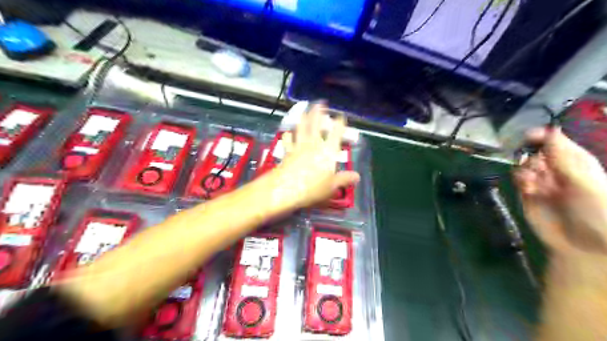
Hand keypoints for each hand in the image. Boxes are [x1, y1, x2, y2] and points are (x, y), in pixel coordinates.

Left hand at [267, 103, 359, 210]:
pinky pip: (288, 141)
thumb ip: (344, 179)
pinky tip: (287, 133)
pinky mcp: (287, 152)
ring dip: (304, 119)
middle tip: (320, 103)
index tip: (341, 116)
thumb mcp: (332, 186)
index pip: (336, 133)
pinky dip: (288, 136)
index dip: (339, 124)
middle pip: (316, 125)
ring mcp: (299, 146)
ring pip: (301, 129)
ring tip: (305, 111)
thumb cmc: (313, 187)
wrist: (286, 188)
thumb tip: (357, 176)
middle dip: (319, 112)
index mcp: (328, 151)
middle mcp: (314, 144)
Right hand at [514, 128, 606, 254]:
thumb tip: (552, 130)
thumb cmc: (596, 211)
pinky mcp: (528, 193)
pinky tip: (526, 186)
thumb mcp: (583, 181)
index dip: (544, 137)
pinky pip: (519, 179)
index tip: (528, 136)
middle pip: (537, 152)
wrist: (584, 245)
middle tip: (533, 164)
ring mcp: (542, 181)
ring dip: (525, 168)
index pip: (557, 142)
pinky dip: (520, 179)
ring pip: (525, 164)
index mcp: (577, 163)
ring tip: (530, 179)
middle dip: (531, 154)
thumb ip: (563, 158)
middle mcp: (558, 169)